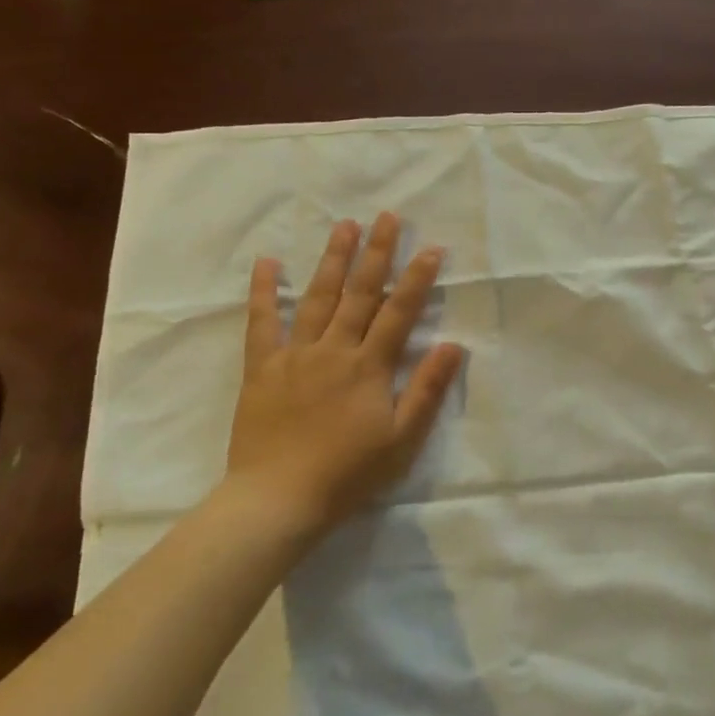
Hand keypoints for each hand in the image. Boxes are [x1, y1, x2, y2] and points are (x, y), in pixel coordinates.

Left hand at [224, 213, 464, 539]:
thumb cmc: (348, 474)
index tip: (432, 248)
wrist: (278, 498)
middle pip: (359, 293)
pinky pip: (261, 322)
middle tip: (387, 217)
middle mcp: (333, 350)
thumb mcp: (401, 439)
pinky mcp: (262, 367)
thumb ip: (426, 390)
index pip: (399, 312)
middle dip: (377, 253)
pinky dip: (263, 291)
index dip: (417, 279)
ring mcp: (295, 354)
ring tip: (344, 225)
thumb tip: (453, 345)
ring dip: (333, 259)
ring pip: (317, 297)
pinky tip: (266, 262)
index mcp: (369, 367)